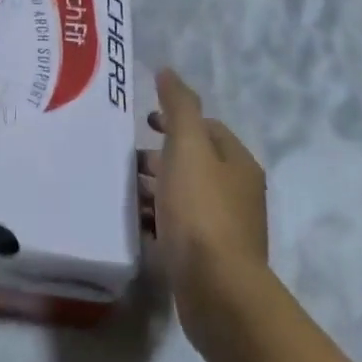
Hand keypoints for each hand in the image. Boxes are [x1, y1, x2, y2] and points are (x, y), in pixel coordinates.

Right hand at [139, 69, 269, 342]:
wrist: (217, 291)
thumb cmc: (201, 211)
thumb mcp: (187, 147)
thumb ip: (178, 107)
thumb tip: (168, 71)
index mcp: (237, 164)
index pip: (208, 129)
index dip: (176, 121)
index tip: (144, 124)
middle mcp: (237, 193)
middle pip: (194, 164)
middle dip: (160, 157)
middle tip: (127, 161)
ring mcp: (225, 229)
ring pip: (184, 197)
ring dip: (155, 190)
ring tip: (124, 192)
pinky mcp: (209, 260)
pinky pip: (179, 230)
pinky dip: (157, 221)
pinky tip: (135, 225)